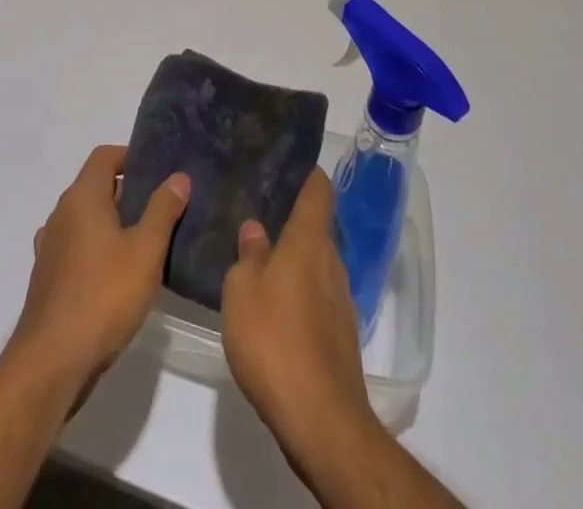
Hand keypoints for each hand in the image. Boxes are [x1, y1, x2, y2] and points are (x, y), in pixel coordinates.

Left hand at [10, 144, 188, 396]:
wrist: (52, 361)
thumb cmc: (103, 296)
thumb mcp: (145, 250)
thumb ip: (163, 210)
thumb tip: (177, 176)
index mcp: (82, 197)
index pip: (104, 156)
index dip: (130, 156)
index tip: (158, 171)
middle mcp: (61, 213)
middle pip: (96, 186)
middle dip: (128, 192)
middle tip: (163, 208)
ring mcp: (51, 247)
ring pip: (86, 220)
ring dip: (113, 224)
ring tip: (147, 242)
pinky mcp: (48, 278)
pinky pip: (77, 248)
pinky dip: (98, 250)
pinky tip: (119, 275)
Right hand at [221, 169, 378, 455]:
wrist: (321, 420)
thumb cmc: (274, 340)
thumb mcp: (242, 290)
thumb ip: (249, 254)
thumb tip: (256, 229)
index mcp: (310, 241)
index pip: (318, 190)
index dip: (306, 172)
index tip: (285, 162)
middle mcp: (332, 262)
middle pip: (315, 228)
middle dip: (289, 219)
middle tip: (256, 211)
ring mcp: (340, 300)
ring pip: (315, 264)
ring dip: (292, 260)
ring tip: (258, 257)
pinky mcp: (339, 335)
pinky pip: (317, 297)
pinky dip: (298, 293)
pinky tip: (273, 307)